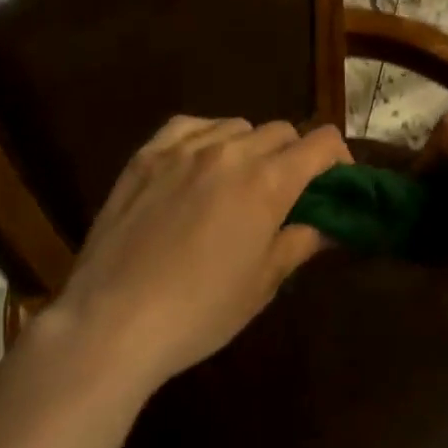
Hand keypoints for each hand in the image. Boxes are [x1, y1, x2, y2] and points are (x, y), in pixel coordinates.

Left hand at [36, 117, 348, 392]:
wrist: (110, 323)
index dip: (337, 157)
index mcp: (268, 181)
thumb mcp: (262, 284)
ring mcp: (186, 147)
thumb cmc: (198, 312)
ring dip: (250, 146)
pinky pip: (191, 125)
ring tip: (237, 181)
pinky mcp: (148, 153)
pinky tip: (199, 162)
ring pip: (238, 125)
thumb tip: (326, 225)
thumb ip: (300, 242)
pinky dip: (206, 136)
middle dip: (293, 155)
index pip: (321, 142)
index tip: (335, 182)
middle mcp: (232, 151)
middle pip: (281, 130)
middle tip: (284, 193)